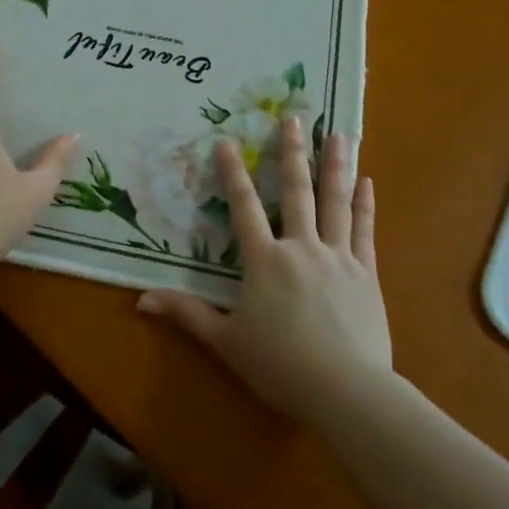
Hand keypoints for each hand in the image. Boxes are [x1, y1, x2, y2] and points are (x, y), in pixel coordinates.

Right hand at [137, 116, 391, 431]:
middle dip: (292, 153)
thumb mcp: (226, 341)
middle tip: (293, 119)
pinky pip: (365, 231)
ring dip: (335, 166)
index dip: (233, 174)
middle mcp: (301, 247)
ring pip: (335, 202)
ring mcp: (338, 257)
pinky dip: (364, 205)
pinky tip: (367, 182)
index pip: (244, 207)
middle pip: (296, 192)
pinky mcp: (366, 273)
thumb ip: (187, 314)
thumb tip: (141, 300)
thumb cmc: (280, 365)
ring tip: (339, 134)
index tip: (226, 141)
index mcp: (265, 260)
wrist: (346, 390)